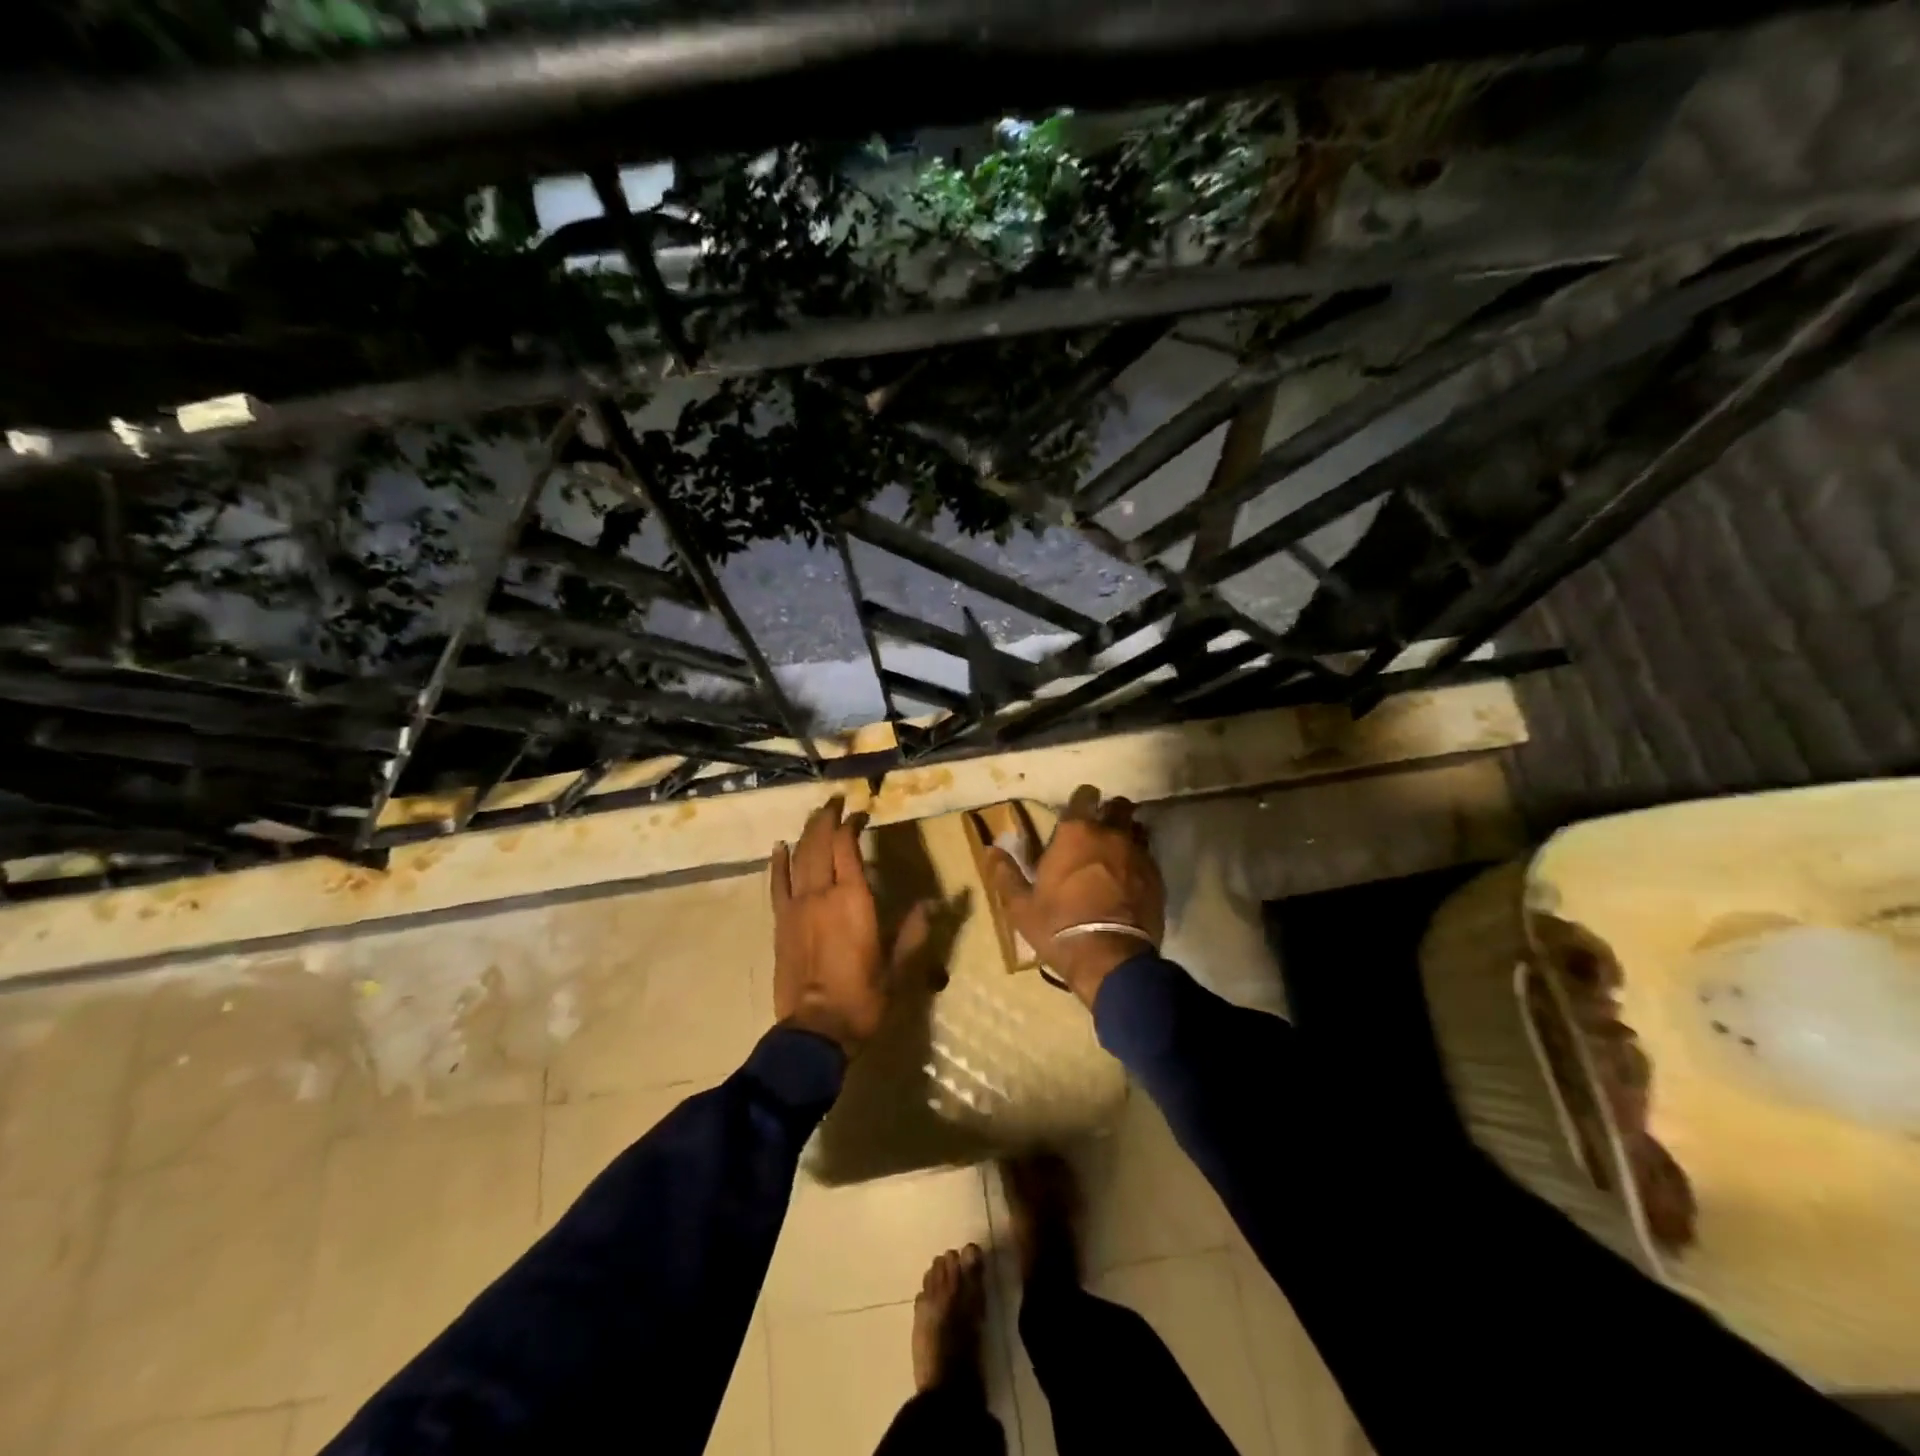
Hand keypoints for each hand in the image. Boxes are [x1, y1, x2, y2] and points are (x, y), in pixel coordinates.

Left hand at [771, 796, 928, 1054]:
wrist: (815, 1029)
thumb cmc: (863, 998)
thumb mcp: (898, 967)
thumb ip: (913, 931)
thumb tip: (930, 903)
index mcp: (854, 899)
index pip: (848, 846)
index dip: (852, 824)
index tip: (861, 814)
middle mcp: (822, 893)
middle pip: (819, 843)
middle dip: (826, 818)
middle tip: (835, 802)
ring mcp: (797, 906)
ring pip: (798, 857)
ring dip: (806, 833)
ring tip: (815, 815)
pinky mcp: (781, 922)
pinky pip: (777, 884)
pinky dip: (778, 862)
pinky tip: (779, 846)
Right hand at [983, 784, 1165, 1008]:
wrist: (1110, 959)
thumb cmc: (1058, 926)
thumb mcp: (1021, 905)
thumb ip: (1006, 873)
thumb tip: (991, 849)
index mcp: (1075, 833)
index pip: (1085, 795)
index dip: (1081, 800)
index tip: (1076, 811)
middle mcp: (1110, 834)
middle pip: (1118, 806)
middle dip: (1110, 812)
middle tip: (1098, 830)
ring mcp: (1138, 854)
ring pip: (1137, 829)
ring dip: (1127, 834)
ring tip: (1116, 852)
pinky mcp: (1157, 877)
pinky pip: (1149, 856)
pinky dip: (1139, 861)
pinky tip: (1131, 878)